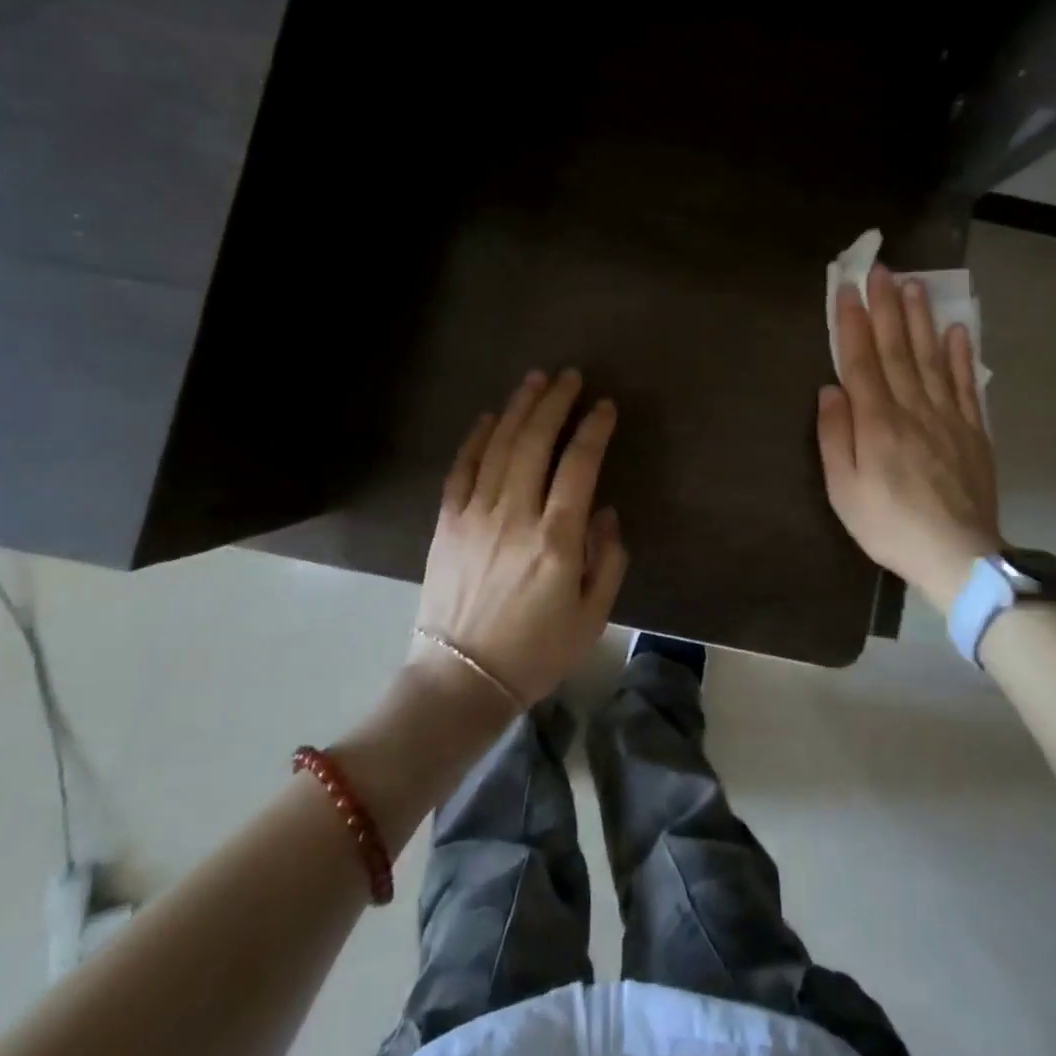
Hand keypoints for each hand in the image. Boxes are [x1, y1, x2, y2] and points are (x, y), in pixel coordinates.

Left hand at [413, 368, 628, 706]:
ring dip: (518, 408)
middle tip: (569, 376)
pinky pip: (462, 469)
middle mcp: (515, 516)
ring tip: (535, 380)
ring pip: (498, 446)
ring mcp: (476, 516)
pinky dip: (476, 438)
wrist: (461, 679)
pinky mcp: (448, 523)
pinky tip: (490, 417)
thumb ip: (607, 559)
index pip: (579, 465)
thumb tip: (603, 511)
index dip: (594, 429)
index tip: (605, 406)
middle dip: (554, 402)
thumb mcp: (592, 617)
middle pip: (535, 442)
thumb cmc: (536, 652)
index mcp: (556, 540)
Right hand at [817, 263, 1002, 614]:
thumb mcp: (843, 490)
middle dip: (887, 307)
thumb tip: (830, 389)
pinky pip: (967, 384)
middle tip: (882, 270)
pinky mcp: (973, 430)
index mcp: (877, 423)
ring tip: (916, 285)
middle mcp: (912, 409)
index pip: (861, 361)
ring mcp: (947, 417)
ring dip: (921, 319)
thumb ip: (835, 436)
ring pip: (931, 357)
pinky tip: (957, 330)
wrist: (958, 556)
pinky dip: (962, 355)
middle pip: (897, 349)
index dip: (852, 324)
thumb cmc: (889, 526)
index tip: (848, 289)